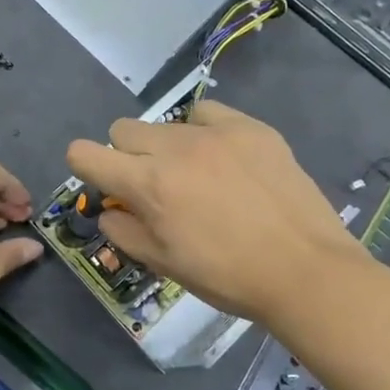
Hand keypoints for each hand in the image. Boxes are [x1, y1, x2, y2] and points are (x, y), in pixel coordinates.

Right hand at [64, 102, 371, 328]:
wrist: (305, 269)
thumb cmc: (227, 276)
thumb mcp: (163, 263)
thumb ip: (124, 231)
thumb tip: (110, 210)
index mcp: (147, 184)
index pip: (85, 154)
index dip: (84, 166)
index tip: (103, 183)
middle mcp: (174, 148)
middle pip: (122, 130)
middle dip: (125, 155)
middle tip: (153, 185)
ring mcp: (214, 132)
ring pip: (166, 123)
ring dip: (166, 146)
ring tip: (197, 175)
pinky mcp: (250, 127)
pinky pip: (207, 114)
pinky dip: (203, 132)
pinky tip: (223, 158)